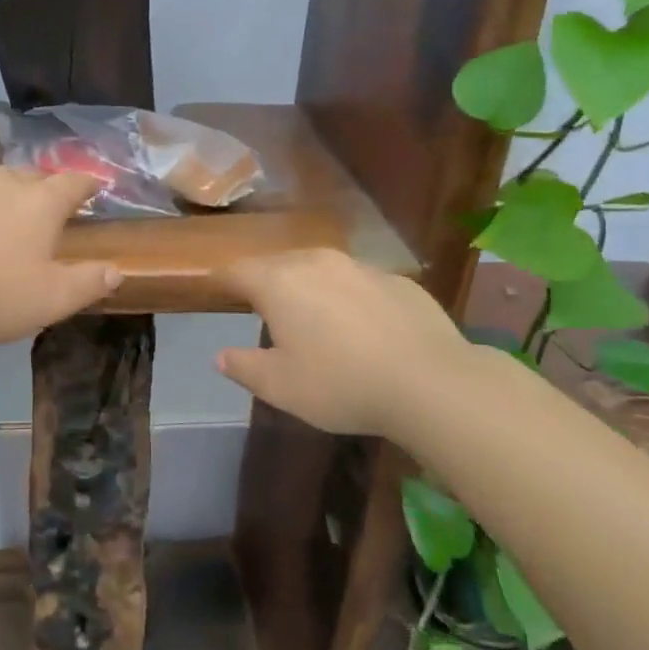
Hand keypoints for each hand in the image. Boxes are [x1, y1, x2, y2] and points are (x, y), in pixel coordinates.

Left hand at [0, 166, 121, 343]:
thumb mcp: (50, 300)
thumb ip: (87, 283)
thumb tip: (116, 271)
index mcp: (39, 202)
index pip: (74, 182)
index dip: (88, 184)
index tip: (96, 186)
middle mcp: (0, 181)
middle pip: (30, 178)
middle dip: (41, 191)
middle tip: (42, 213)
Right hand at [212, 250, 474, 437]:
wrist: (430, 382)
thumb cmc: (341, 384)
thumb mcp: (281, 387)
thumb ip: (244, 367)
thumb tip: (220, 356)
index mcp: (279, 282)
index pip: (237, 271)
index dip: (223, 282)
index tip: (218, 294)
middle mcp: (315, 262)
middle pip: (278, 264)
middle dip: (267, 282)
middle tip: (265, 311)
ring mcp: (360, 267)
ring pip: (321, 269)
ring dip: (310, 287)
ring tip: (315, 318)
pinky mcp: (398, 280)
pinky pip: (359, 283)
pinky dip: (351, 298)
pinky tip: (364, 329)